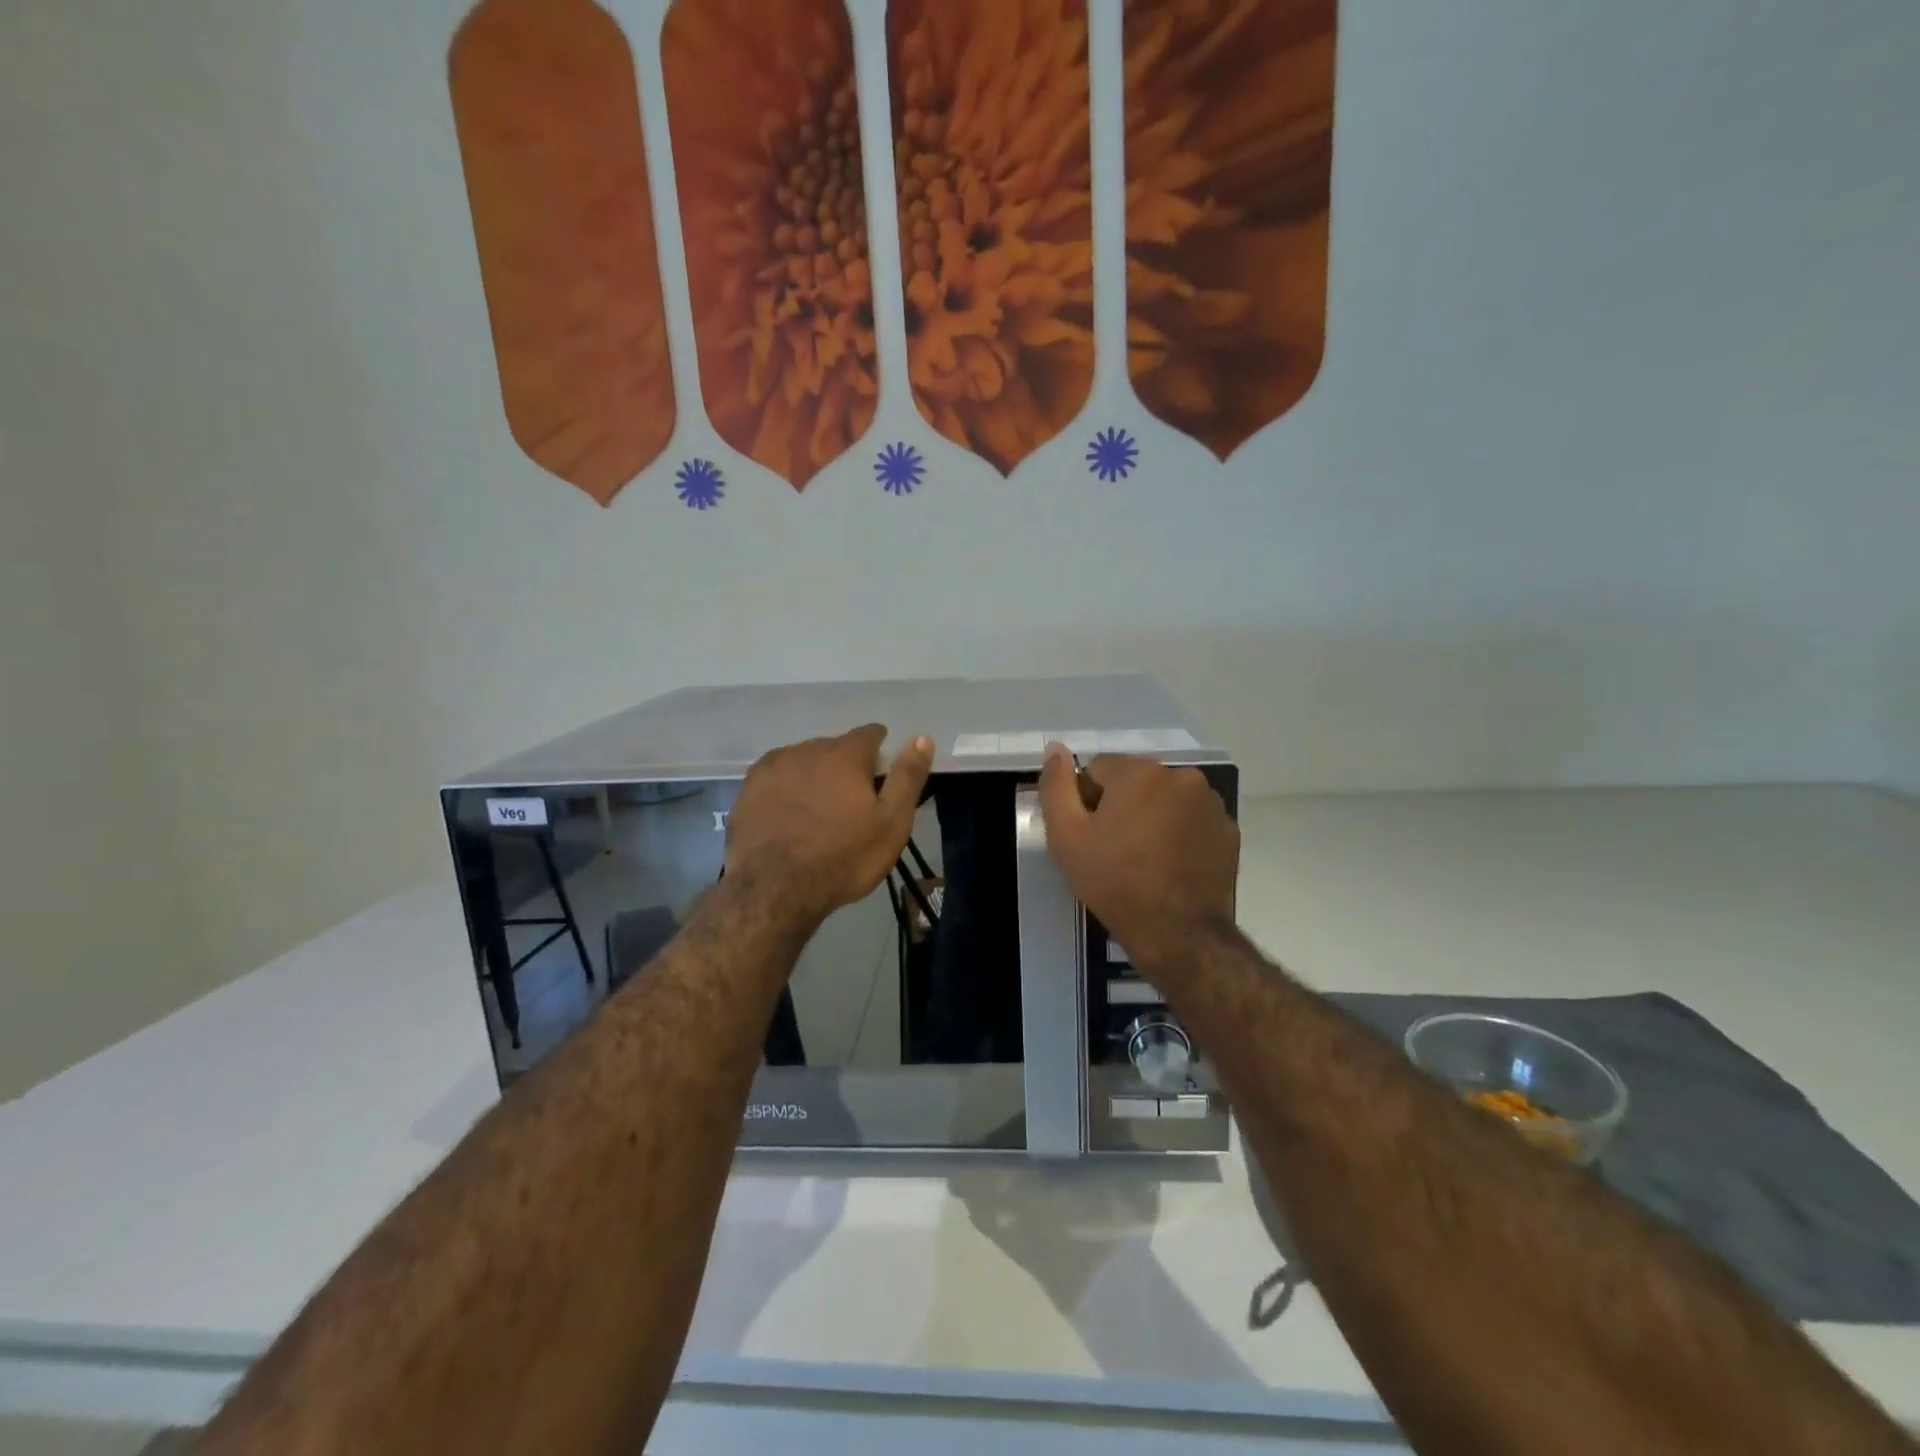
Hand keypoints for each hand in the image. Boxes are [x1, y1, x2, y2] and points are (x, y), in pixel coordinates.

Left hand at [726, 724, 934, 921]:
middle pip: (835, 748)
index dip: (880, 752)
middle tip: (850, 804)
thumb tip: (923, 737)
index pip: (870, 734)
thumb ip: (907, 777)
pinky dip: (785, 789)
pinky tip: (788, 816)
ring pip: (803, 761)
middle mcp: (806, 749)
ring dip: (813, 776)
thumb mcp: (891, 822)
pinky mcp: (747, 789)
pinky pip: (776, 778)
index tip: (880, 777)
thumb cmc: (843, 857)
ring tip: (817, 812)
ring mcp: (772, 767)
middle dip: (845, 767)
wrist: (774, 890)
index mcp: (844, 754)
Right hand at [1037, 746, 1237, 966]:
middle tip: (1115, 848)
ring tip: (1145, 857)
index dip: (1087, 800)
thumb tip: (1055, 748)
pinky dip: (1180, 832)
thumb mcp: (1066, 837)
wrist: (1178, 934)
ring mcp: (1211, 803)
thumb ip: (1056, 787)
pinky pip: (1192, 818)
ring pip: (1166, 798)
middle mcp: (1181, 776)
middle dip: (1122, 804)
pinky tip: (1172, 863)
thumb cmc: (1115, 883)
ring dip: (1153, 815)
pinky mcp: (1229, 830)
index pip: (1099, 768)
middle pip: (1136, 779)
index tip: (1089, 834)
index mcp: (1140, 773)